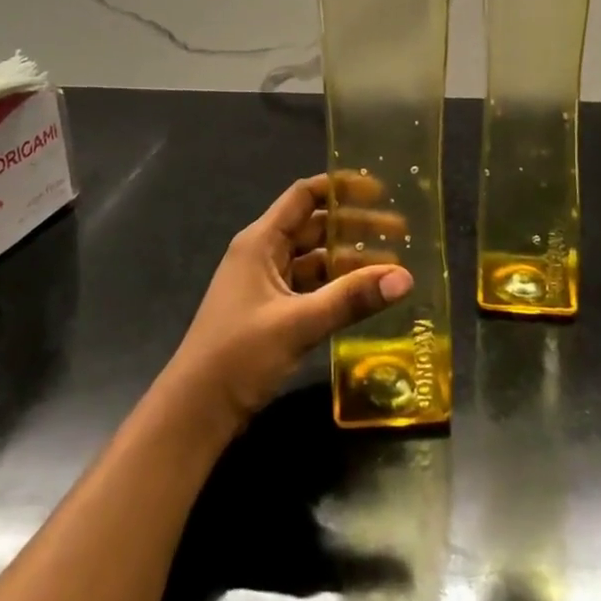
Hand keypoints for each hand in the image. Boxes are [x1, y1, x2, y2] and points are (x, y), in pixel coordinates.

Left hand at [161, 174, 412, 434]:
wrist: (195, 412)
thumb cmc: (238, 354)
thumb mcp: (298, 323)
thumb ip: (351, 298)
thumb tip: (405, 277)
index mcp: (261, 241)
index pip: (304, 196)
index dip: (340, 188)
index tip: (379, 191)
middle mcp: (263, 254)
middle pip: (315, 227)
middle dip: (356, 227)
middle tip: (402, 233)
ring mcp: (266, 284)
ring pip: (315, 260)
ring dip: (350, 261)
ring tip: (393, 266)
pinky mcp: (272, 312)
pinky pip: (311, 287)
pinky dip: (337, 287)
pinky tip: (366, 296)